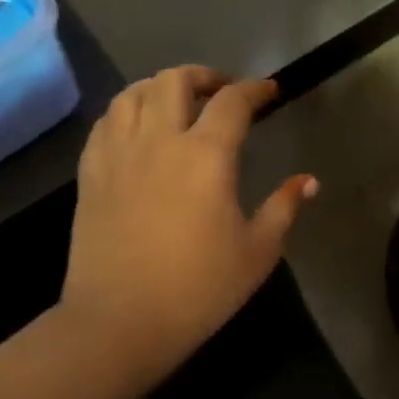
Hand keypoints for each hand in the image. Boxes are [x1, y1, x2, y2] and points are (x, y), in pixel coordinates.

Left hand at [59, 67, 317, 385]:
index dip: (255, 90)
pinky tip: (137, 129)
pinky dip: (126, 112)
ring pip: (133, 94)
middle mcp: (159, 141)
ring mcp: (118, 155)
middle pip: (175, 80)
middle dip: (203, 76)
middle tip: (221, 92)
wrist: (120, 322)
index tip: (269, 91)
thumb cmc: (198, 289)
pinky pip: (105, 123)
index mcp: (206, 156)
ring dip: (160, 87)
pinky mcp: (90, 174)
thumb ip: (284, 208)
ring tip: (176, 103)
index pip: (233, 102)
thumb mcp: (257, 252)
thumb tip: (308, 181)